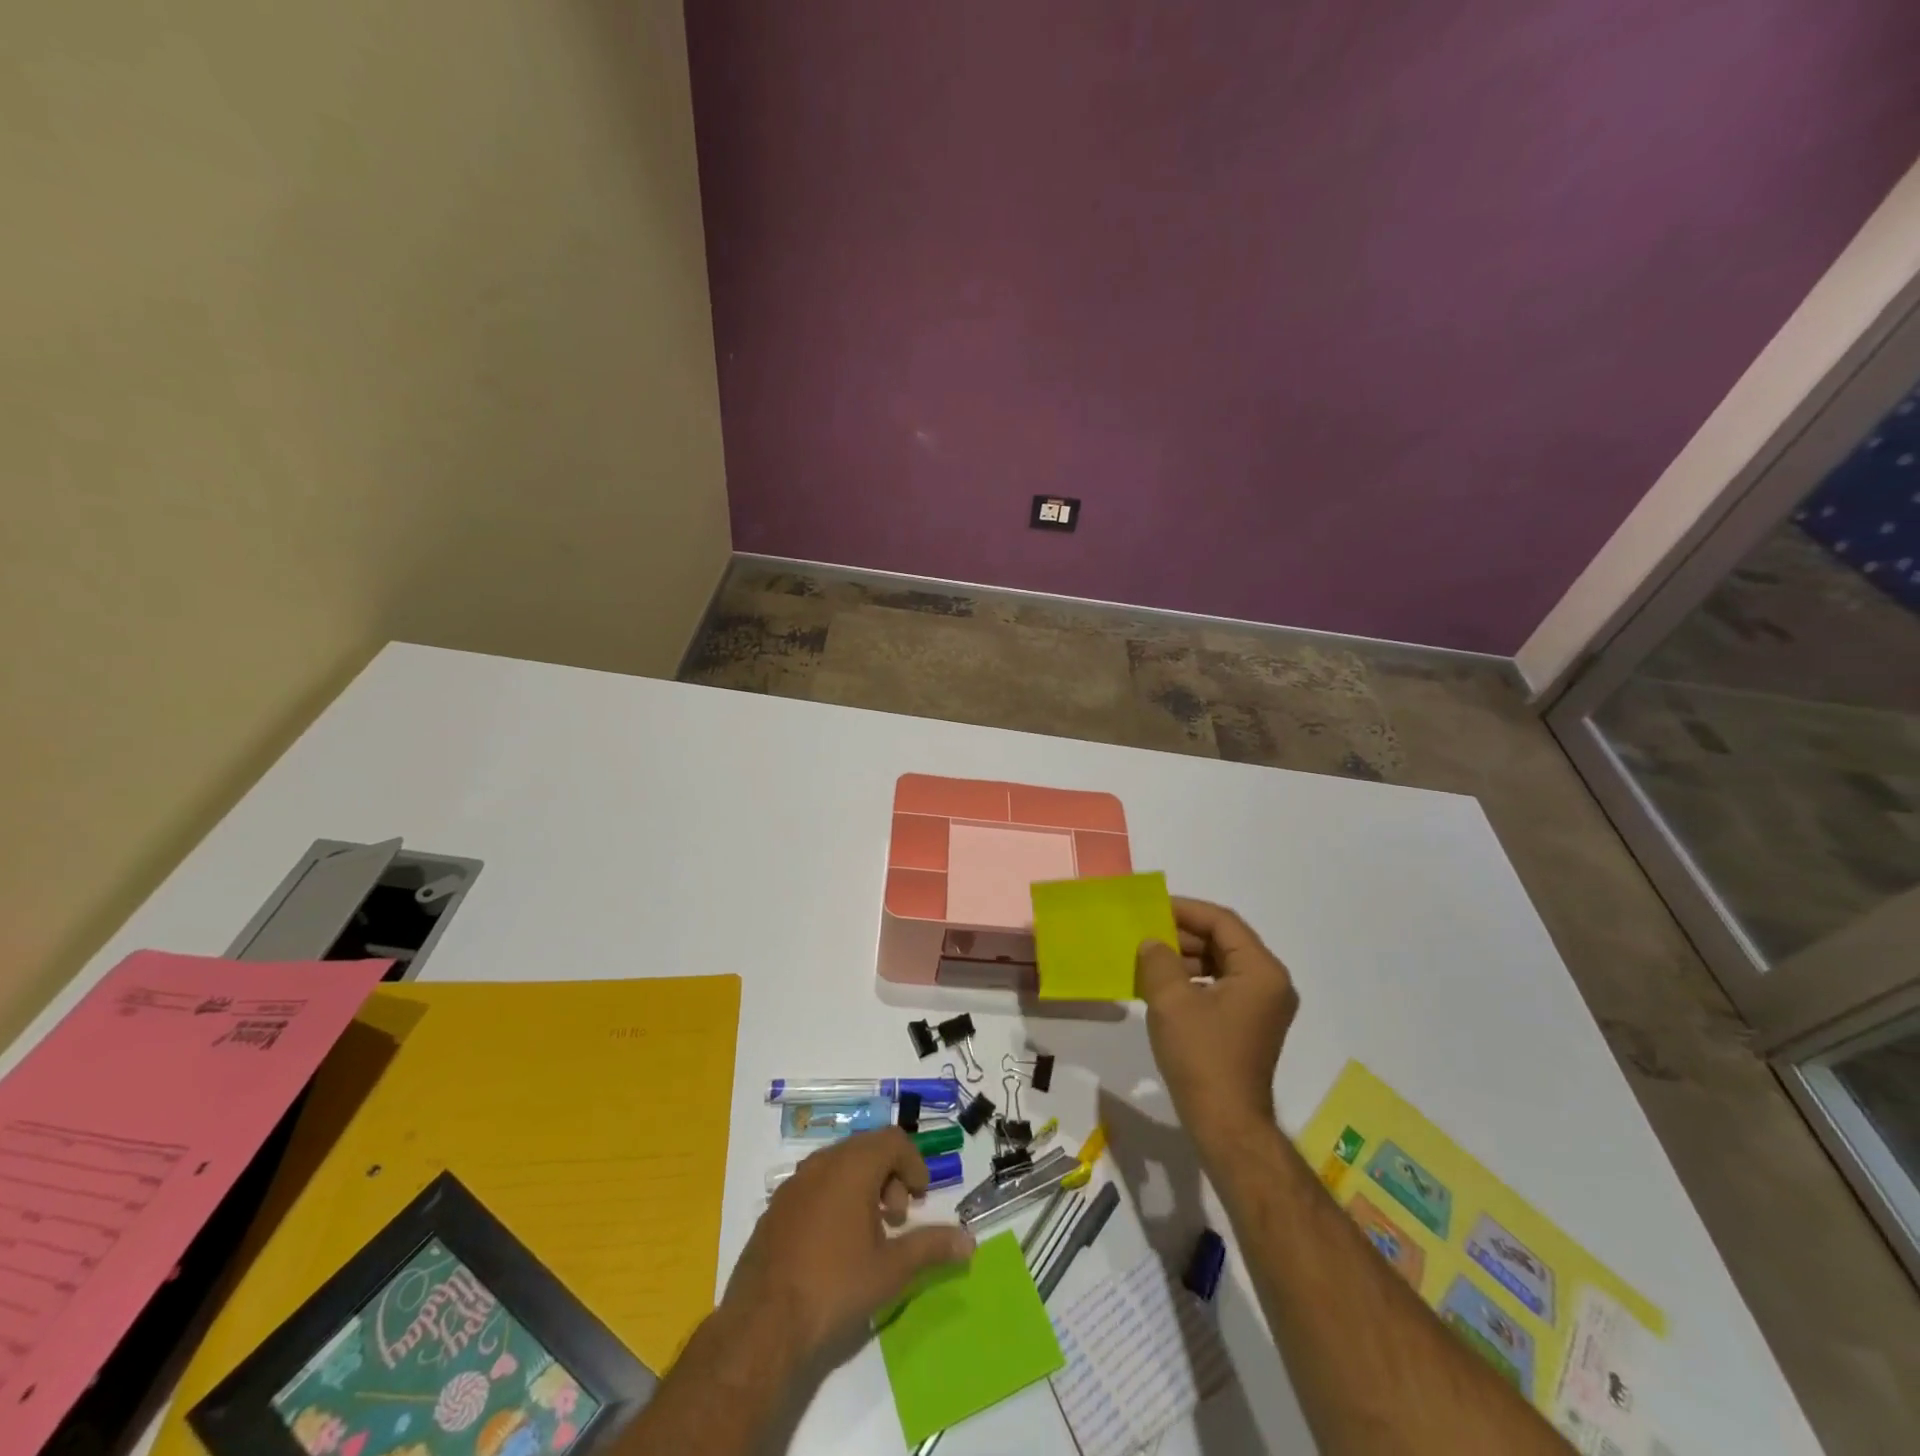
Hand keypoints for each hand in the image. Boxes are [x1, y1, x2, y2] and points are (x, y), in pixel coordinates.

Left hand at [721, 1128, 974, 1363]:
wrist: (762, 1326)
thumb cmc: (835, 1287)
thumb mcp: (891, 1270)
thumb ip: (931, 1247)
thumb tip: (969, 1241)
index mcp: (852, 1166)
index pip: (893, 1140)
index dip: (914, 1163)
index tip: (921, 1198)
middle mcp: (821, 1163)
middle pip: (866, 1148)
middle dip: (889, 1175)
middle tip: (896, 1218)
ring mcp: (794, 1184)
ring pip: (839, 1165)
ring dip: (862, 1186)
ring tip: (868, 1234)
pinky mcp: (775, 1208)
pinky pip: (814, 1185)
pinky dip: (835, 1198)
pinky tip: (834, 1245)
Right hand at [1136, 897, 1298, 1154]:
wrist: (1225, 1123)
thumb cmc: (1201, 1056)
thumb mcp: (1171, 1001)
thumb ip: (1158, 960)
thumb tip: (1152, 943)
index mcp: (1261, 971)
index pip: (1223, 922)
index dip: (1186, 910)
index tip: (1152, 908)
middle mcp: (1270, 983)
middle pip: (1225, 941)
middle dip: (1184, 934)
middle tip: (1146, 932)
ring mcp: (1263, 1006)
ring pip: (1222, 963)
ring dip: (1186, 957)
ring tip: (1149, 957)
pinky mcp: (1250, 1024)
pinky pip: (1221, 986)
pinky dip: (1194, 979)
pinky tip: (1163, 985)